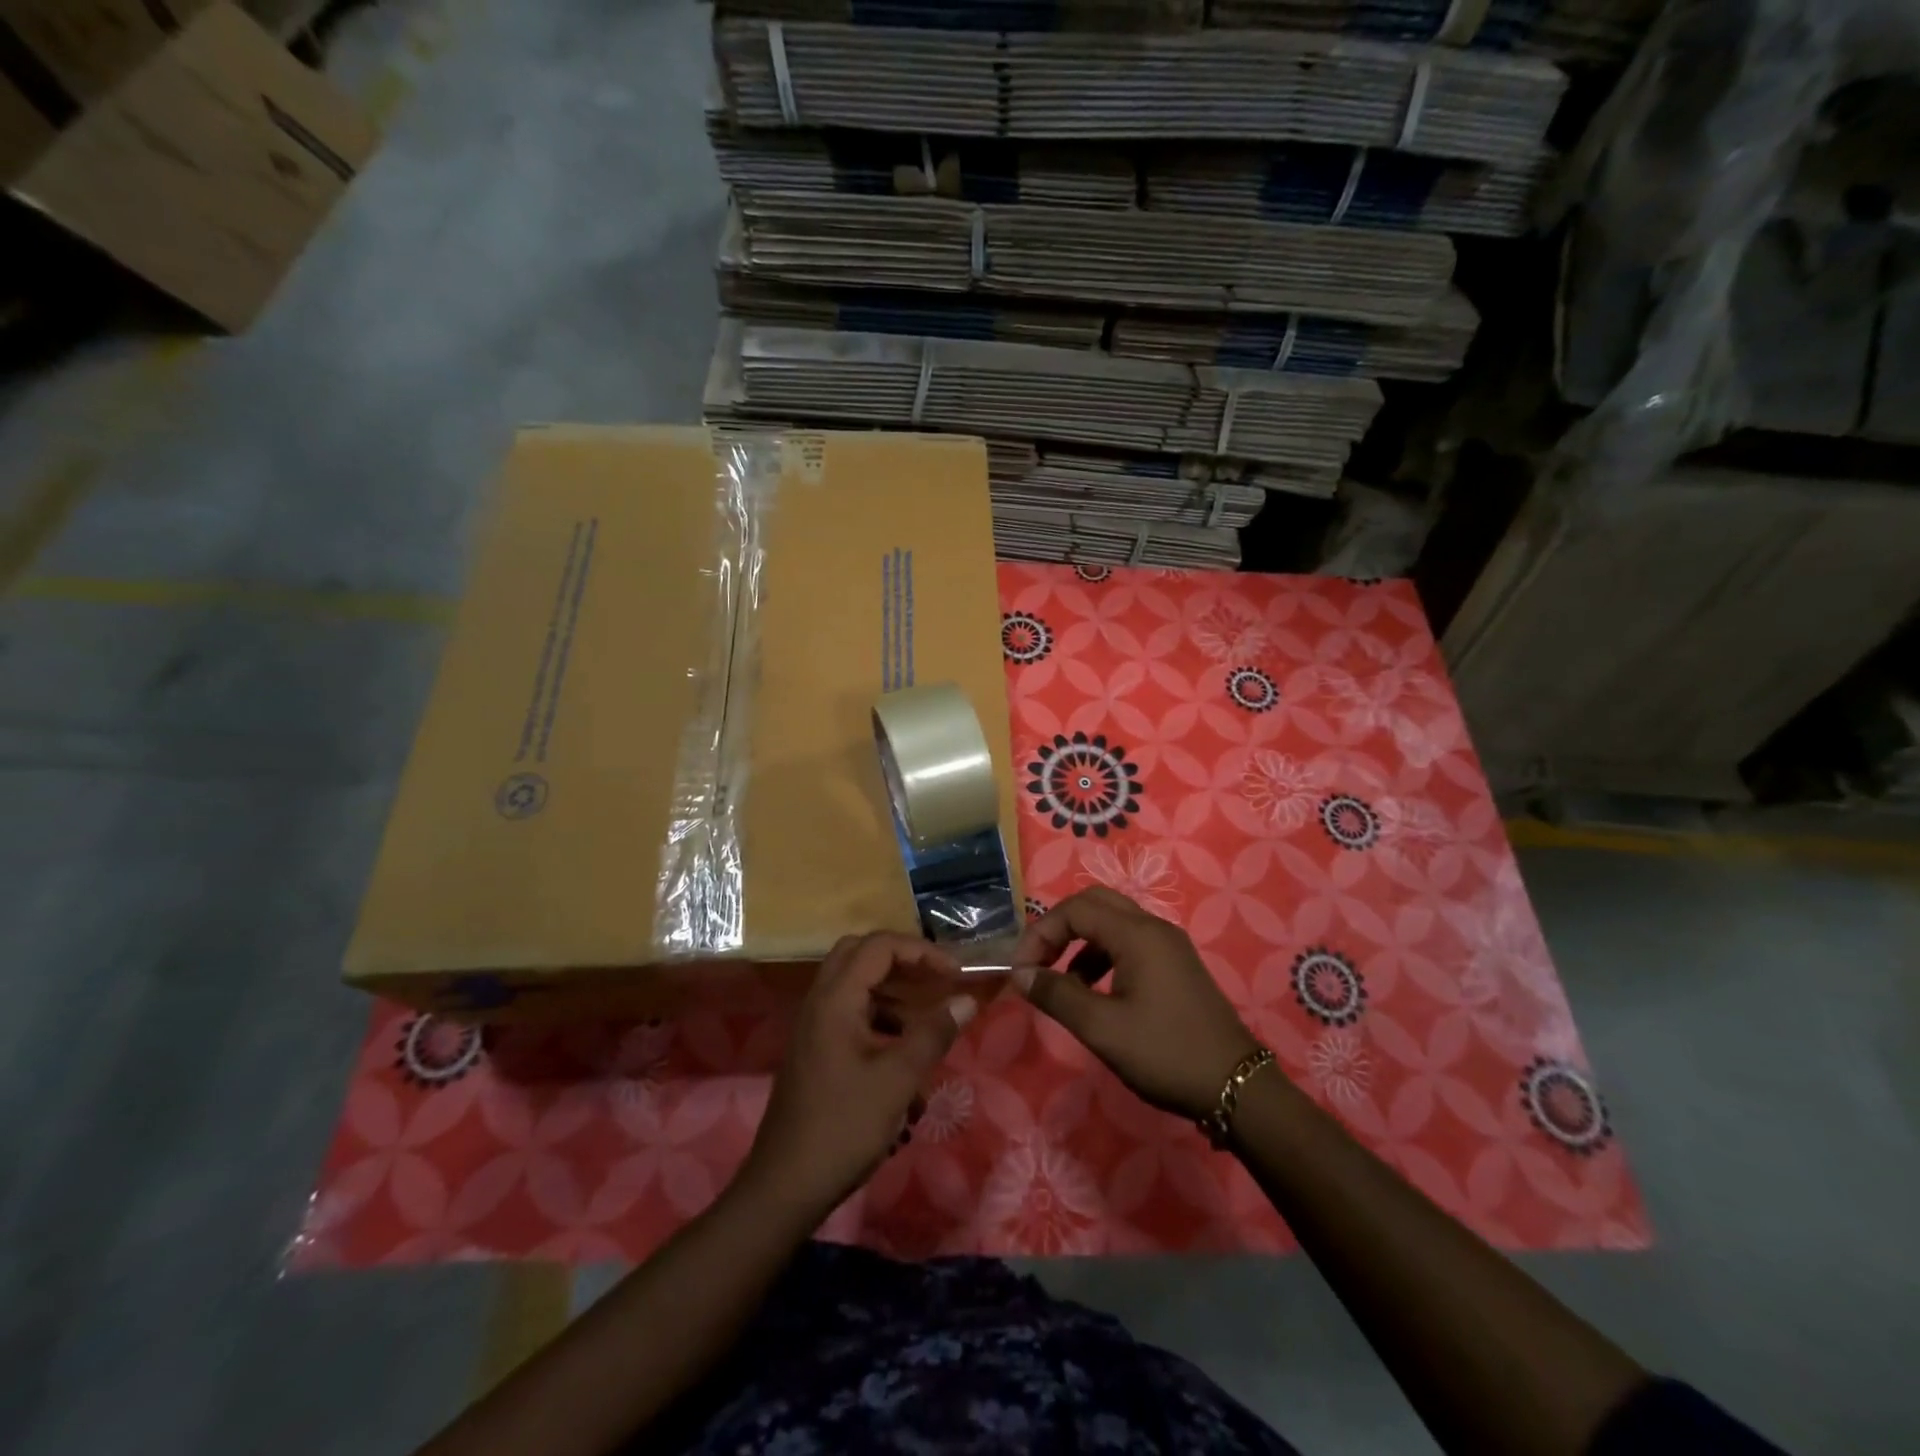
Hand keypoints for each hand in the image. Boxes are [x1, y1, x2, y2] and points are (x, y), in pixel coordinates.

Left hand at [742, 932, 976, 1219]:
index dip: (921, 951)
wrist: (785, 1186)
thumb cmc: (843, 1127)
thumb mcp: (898, 1080)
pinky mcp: (815, 1048)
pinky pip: (850, 1013)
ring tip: (927, 1020)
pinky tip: (903, 1052)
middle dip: (904, 961)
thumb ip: (933, 1034)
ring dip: (893, 991)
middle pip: (862, 954)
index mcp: (835, 998)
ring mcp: (814, 1025)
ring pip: (856, 984)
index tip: (955, 974)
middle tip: (936, 980)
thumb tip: (966, 1000)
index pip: (880, 946)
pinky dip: (880, 1018)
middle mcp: (820, 1001)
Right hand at [1012, 888, 1261, 1121]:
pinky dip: (1102, 956)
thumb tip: (1020, 975)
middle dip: (1059, 928)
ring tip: (1063, 984)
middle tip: (1039, 963)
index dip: (1041, 933)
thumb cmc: (1165, 1053)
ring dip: (1080, 943)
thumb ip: (1057, 995)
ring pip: (1112, 922)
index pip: (1074, 909)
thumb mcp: (1102, 1028)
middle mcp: (1153, 927)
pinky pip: (1129, 943)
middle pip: (1094, 904)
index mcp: (1136, 934)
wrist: (1237, 1087)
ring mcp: (1168, 945)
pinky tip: (1095, 992)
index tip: (1022, 971)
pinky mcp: (1175, 965)